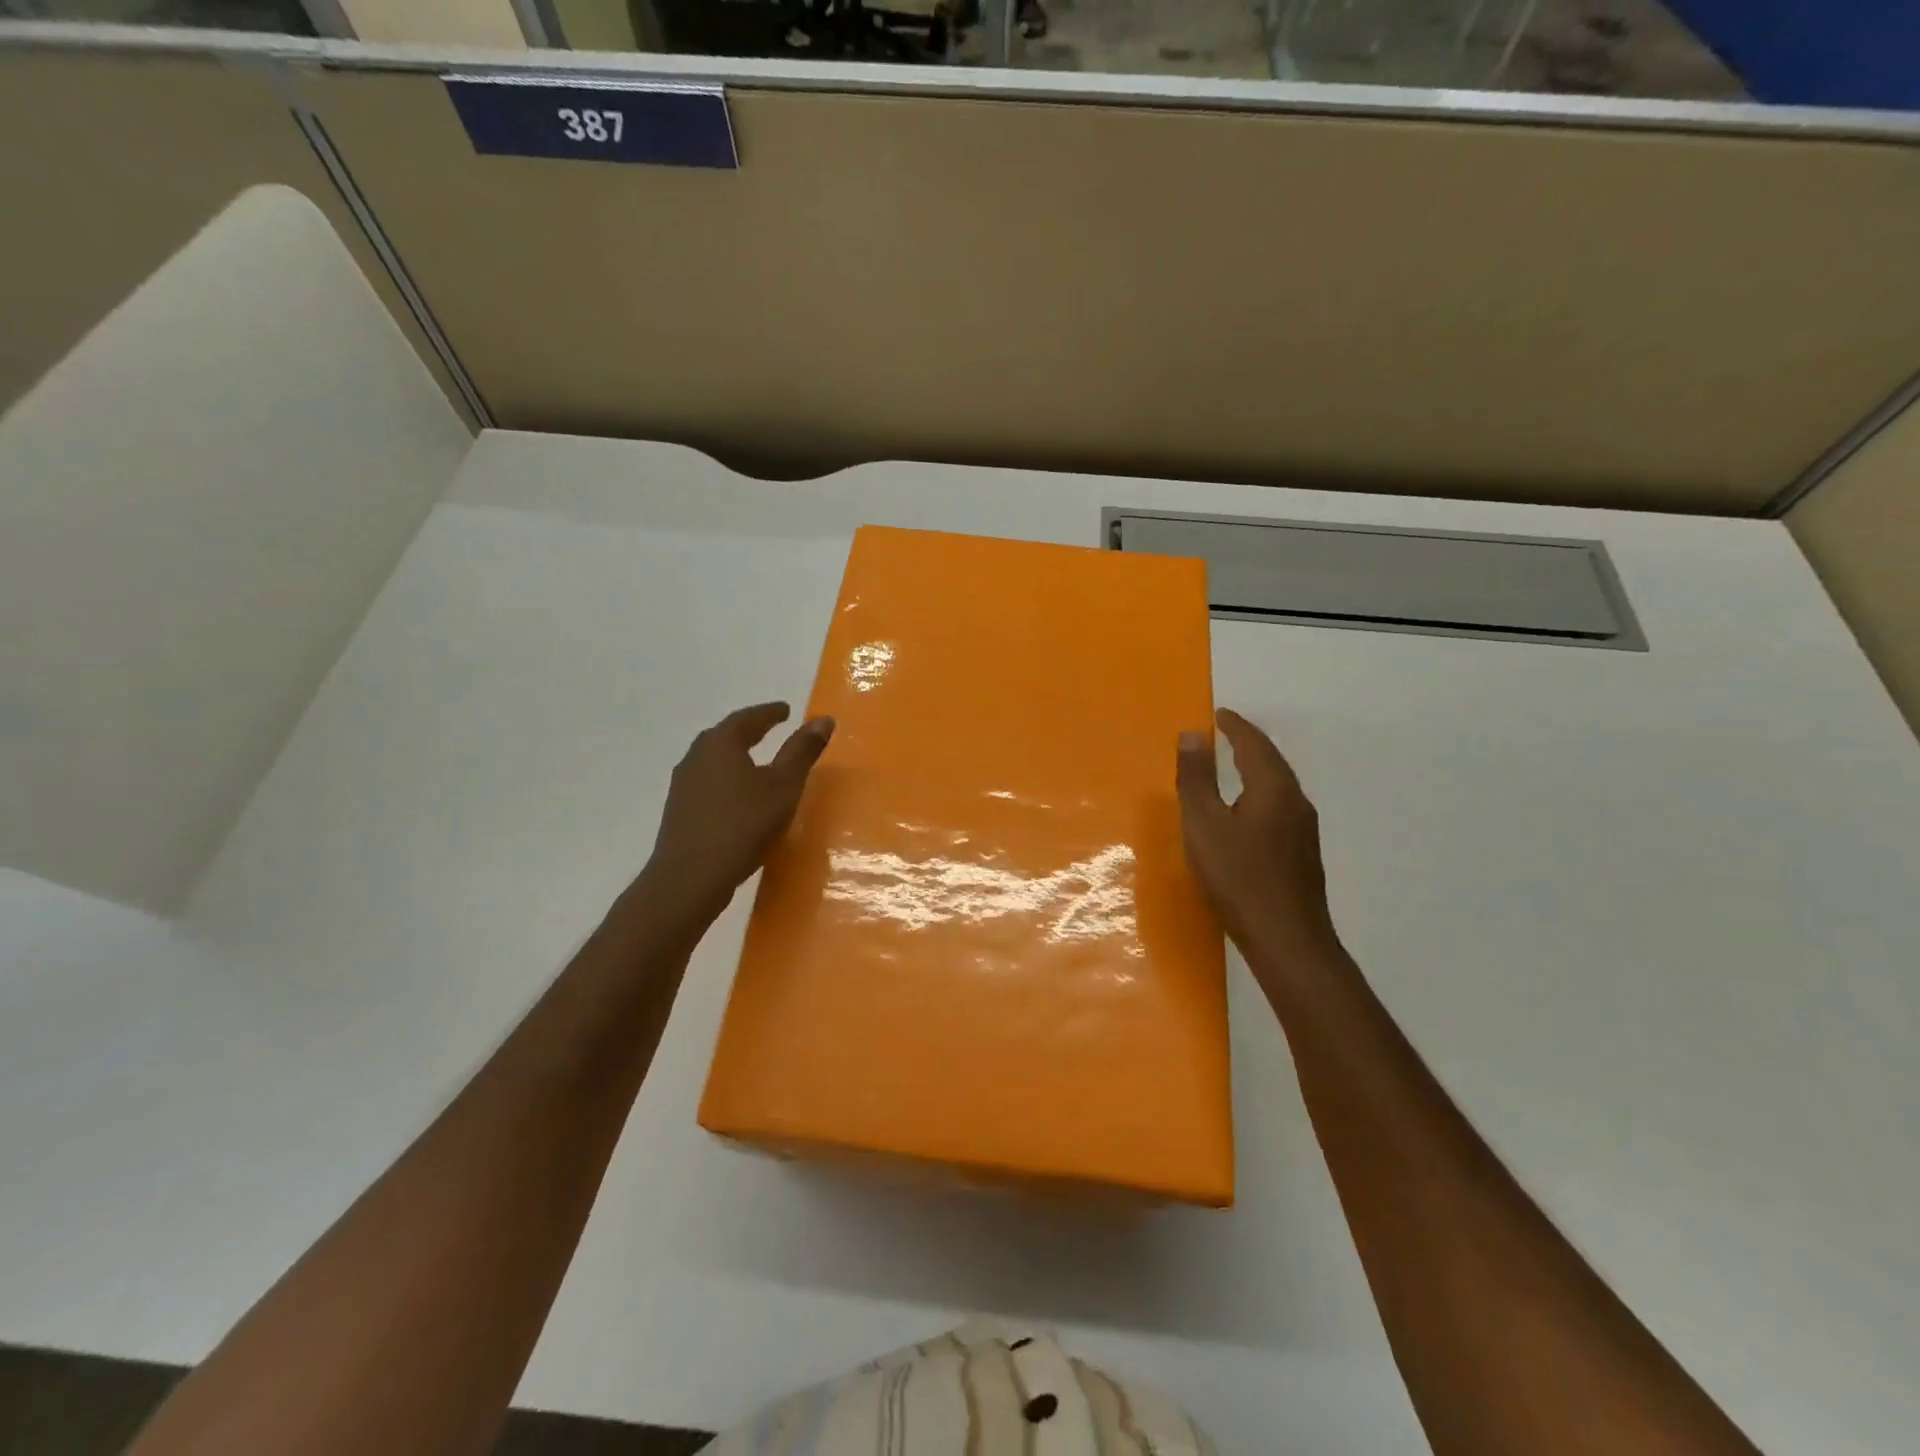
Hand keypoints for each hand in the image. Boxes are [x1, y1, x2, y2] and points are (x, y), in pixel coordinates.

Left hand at [637, 702, 834, 923]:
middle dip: (750, 729)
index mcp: (721, 743)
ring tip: (756, 760)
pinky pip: (708, 782)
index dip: (771, 713)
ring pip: (714, 759)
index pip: (749, 718)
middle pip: (726, 735)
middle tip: (771, 728)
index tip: (787, 710)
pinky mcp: (679, 810)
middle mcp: (697, 756)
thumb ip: (802, 752)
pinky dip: (727, 778)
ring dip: (736, 754)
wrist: (689, 878)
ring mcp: (683, 784)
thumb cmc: (743, 825)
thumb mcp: (783, 787)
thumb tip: (823, 718)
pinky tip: (738, 795)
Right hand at [1176, 707, 1339, 960]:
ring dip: (1257, 768)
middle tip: (1226, 732)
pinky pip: (1280, 806)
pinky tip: (1249, 810)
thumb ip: (1196, 779)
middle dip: (1249, 743)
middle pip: (1272, 761)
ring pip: (1279, 785)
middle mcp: (1295, 802)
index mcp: (1273, 789)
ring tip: (1234, 764)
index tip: (1219, 713)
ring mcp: (1304, 830)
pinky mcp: (1302, 853)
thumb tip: (1192, 734)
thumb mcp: (1204, 825)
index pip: (1254, 744)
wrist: (1287, 939)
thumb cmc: (1238, 878)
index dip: (1235, 726)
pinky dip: (1262, 792)